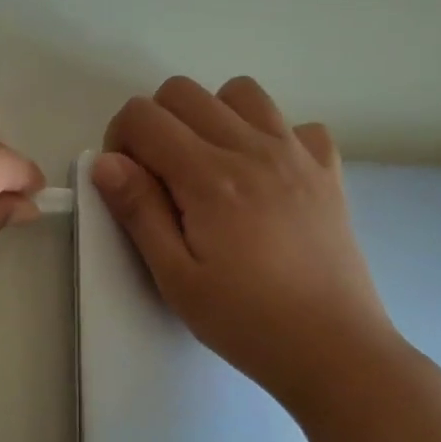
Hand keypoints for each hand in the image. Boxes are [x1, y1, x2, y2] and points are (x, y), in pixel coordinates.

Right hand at [94, 75, 402, 414]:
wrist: (334, 349)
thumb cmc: (246, 321)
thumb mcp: (176, 278)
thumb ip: (139, 212)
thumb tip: (106, 162)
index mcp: (209, 177)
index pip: (144, 116)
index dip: (120, 139)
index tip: (128, 183)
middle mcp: (253, 148)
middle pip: (184, 91)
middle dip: (156, 122)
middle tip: (161, 177)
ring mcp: (297, 153)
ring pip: (241, 92)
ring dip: (212, 116)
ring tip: (212, 167)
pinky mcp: (328, 170)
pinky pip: (296, 124)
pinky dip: (273, 136)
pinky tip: (268, 178)